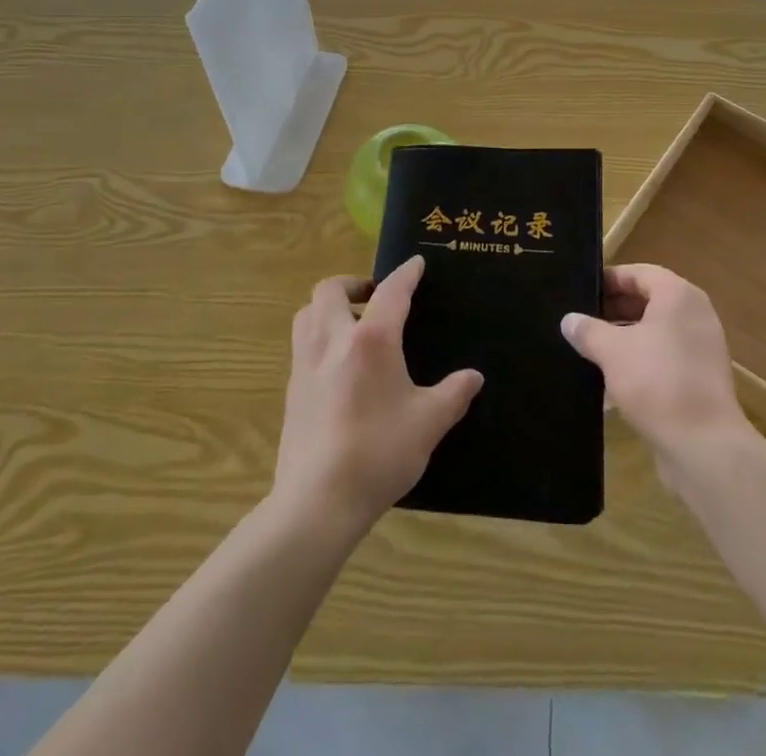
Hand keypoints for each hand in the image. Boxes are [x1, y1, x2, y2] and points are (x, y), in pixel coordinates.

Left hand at [272, 256, 482, 536]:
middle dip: (353, 283)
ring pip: (307, 314)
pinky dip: (318, 336)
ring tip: (352, 324)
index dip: (405, 274)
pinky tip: (337, 365)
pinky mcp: (291, 390)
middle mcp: (333, 340)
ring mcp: (305, 364)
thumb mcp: (428, 423)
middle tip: (373, 296)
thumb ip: (453, 394)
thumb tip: (473, 377)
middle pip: (330, 290)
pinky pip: (301, 344)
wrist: (317, 501)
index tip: (415, 263)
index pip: (391, 292)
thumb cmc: (379, 452)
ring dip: (328, 307)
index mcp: (371, 339)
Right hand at [560, 263, 751, 479]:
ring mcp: (702, 347)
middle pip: (650, 299)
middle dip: (615, 308)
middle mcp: (695, 314)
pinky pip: (666, 355)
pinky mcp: (702, 377)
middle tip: (582, 319)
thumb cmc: (657, 382)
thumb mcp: (612, 351)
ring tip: (592, 347)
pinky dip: (642, 358)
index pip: (639, 273)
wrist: (704, 446)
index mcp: (678, 295)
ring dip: (626, 335)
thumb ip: (588, 330)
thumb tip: (568, 320)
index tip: (581, 291)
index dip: (609, 279)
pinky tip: (614, 376)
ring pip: (657, 330)